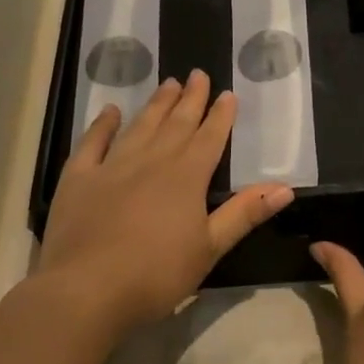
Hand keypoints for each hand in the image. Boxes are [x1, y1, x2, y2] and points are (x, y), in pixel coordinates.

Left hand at [37, 71, 292, 339]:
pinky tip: (110, 112)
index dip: (220, 116)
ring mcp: (111, 167)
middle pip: (175, 124)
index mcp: (186, 178)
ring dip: (155, 105)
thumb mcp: (210, 248)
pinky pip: (92, 143)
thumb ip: (244, 214)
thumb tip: (285, 188)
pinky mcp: (78, 179)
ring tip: (168, 83)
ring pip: (139, 127)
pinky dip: (102, 125)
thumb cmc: (157, 274)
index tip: (228, 94)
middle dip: (190, 100)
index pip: (209, 139)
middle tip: (198, 74)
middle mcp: (151, 162)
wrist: (87, 289)